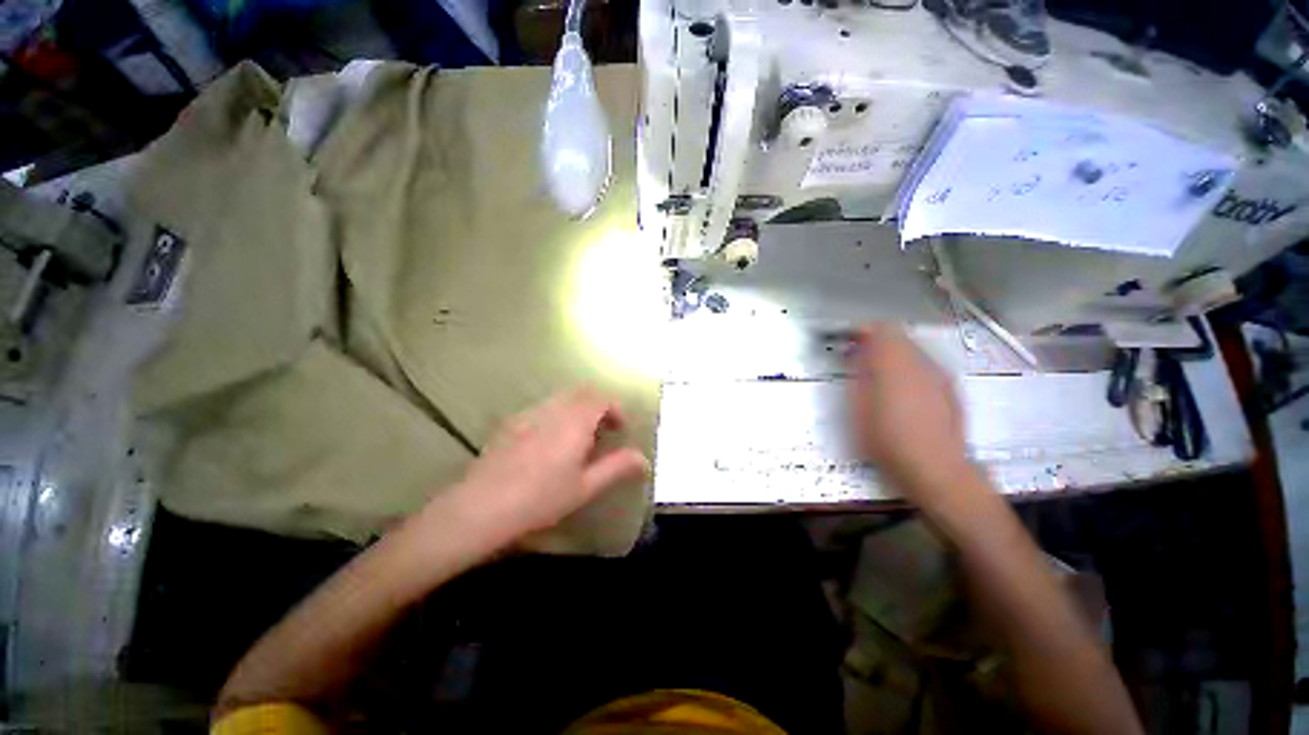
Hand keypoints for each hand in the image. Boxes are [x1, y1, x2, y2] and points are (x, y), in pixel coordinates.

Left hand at [445, 389, 649, 547]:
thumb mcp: (586, 487)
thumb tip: (644, 459)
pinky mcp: (511, 423)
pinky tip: (548, 445)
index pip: (602, 397)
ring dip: (577, 410)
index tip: (620, 429)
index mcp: (575, 420)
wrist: (481, 507)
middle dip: (598, 406)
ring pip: (561, 398)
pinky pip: (542, 408)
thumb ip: (617, 467)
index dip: (616, 409)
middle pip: (582, 392)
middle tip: (603, 432)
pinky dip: (556, 415)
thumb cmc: (541, 498)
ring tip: (578, 440)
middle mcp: (554, 409)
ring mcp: (529, 413)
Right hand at [846, 324, 973, 502]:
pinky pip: (925, 367)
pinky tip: (902, 392)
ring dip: (893, 356)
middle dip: (877, 343)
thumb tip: (855, 355)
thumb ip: (857, 374)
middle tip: (859, 359)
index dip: (862, 331)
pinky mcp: (950, 390)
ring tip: (878, 376)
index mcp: (894, 364)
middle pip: (898, 336)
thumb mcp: (857, 407)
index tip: (848, 340)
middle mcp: (921, 363)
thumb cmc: (887, 440)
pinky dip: (909, 369)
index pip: (880, 329)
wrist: (935, 469)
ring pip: (913, 351)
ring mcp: (939, 375)